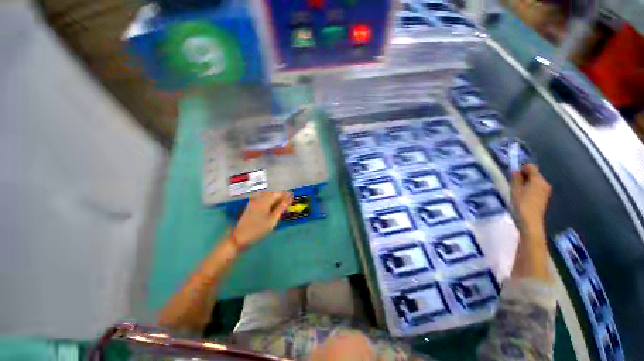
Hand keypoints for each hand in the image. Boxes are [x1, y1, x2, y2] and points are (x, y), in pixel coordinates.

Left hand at [233, 191, 292, 247]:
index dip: (287, 195)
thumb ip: (282, 207)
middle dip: (281, 197)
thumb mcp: (273, 219)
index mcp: (265, 200)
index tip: (293, 198)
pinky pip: (262, 200)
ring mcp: (254, 202)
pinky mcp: (251, 206)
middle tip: (288, 205)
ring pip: (268, 197)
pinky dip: (269, 203)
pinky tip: (271, 209)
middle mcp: (259, 198)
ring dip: (275, 200)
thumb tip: (290, 197)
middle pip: (273, 194)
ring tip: (281, 207)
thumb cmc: (258, 228)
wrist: (240, 237)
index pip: (279, 193)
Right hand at [511, 164, 551, 234]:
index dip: (521, 168)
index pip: (530, 167)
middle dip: (523, 176)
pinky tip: (522, 197)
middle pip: (533, 174)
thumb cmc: (521, 204)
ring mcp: (545, 191)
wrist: (530, 222)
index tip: (512, 176)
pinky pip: (536, 188)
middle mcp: (545, 183)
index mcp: (538, 179)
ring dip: (525, 183)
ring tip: (516, 191)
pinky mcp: (544, 198)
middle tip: (513, 184)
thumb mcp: (515, 189)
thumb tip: (515, 170)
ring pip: (534, 182)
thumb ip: (515, 178)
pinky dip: (529, 189)